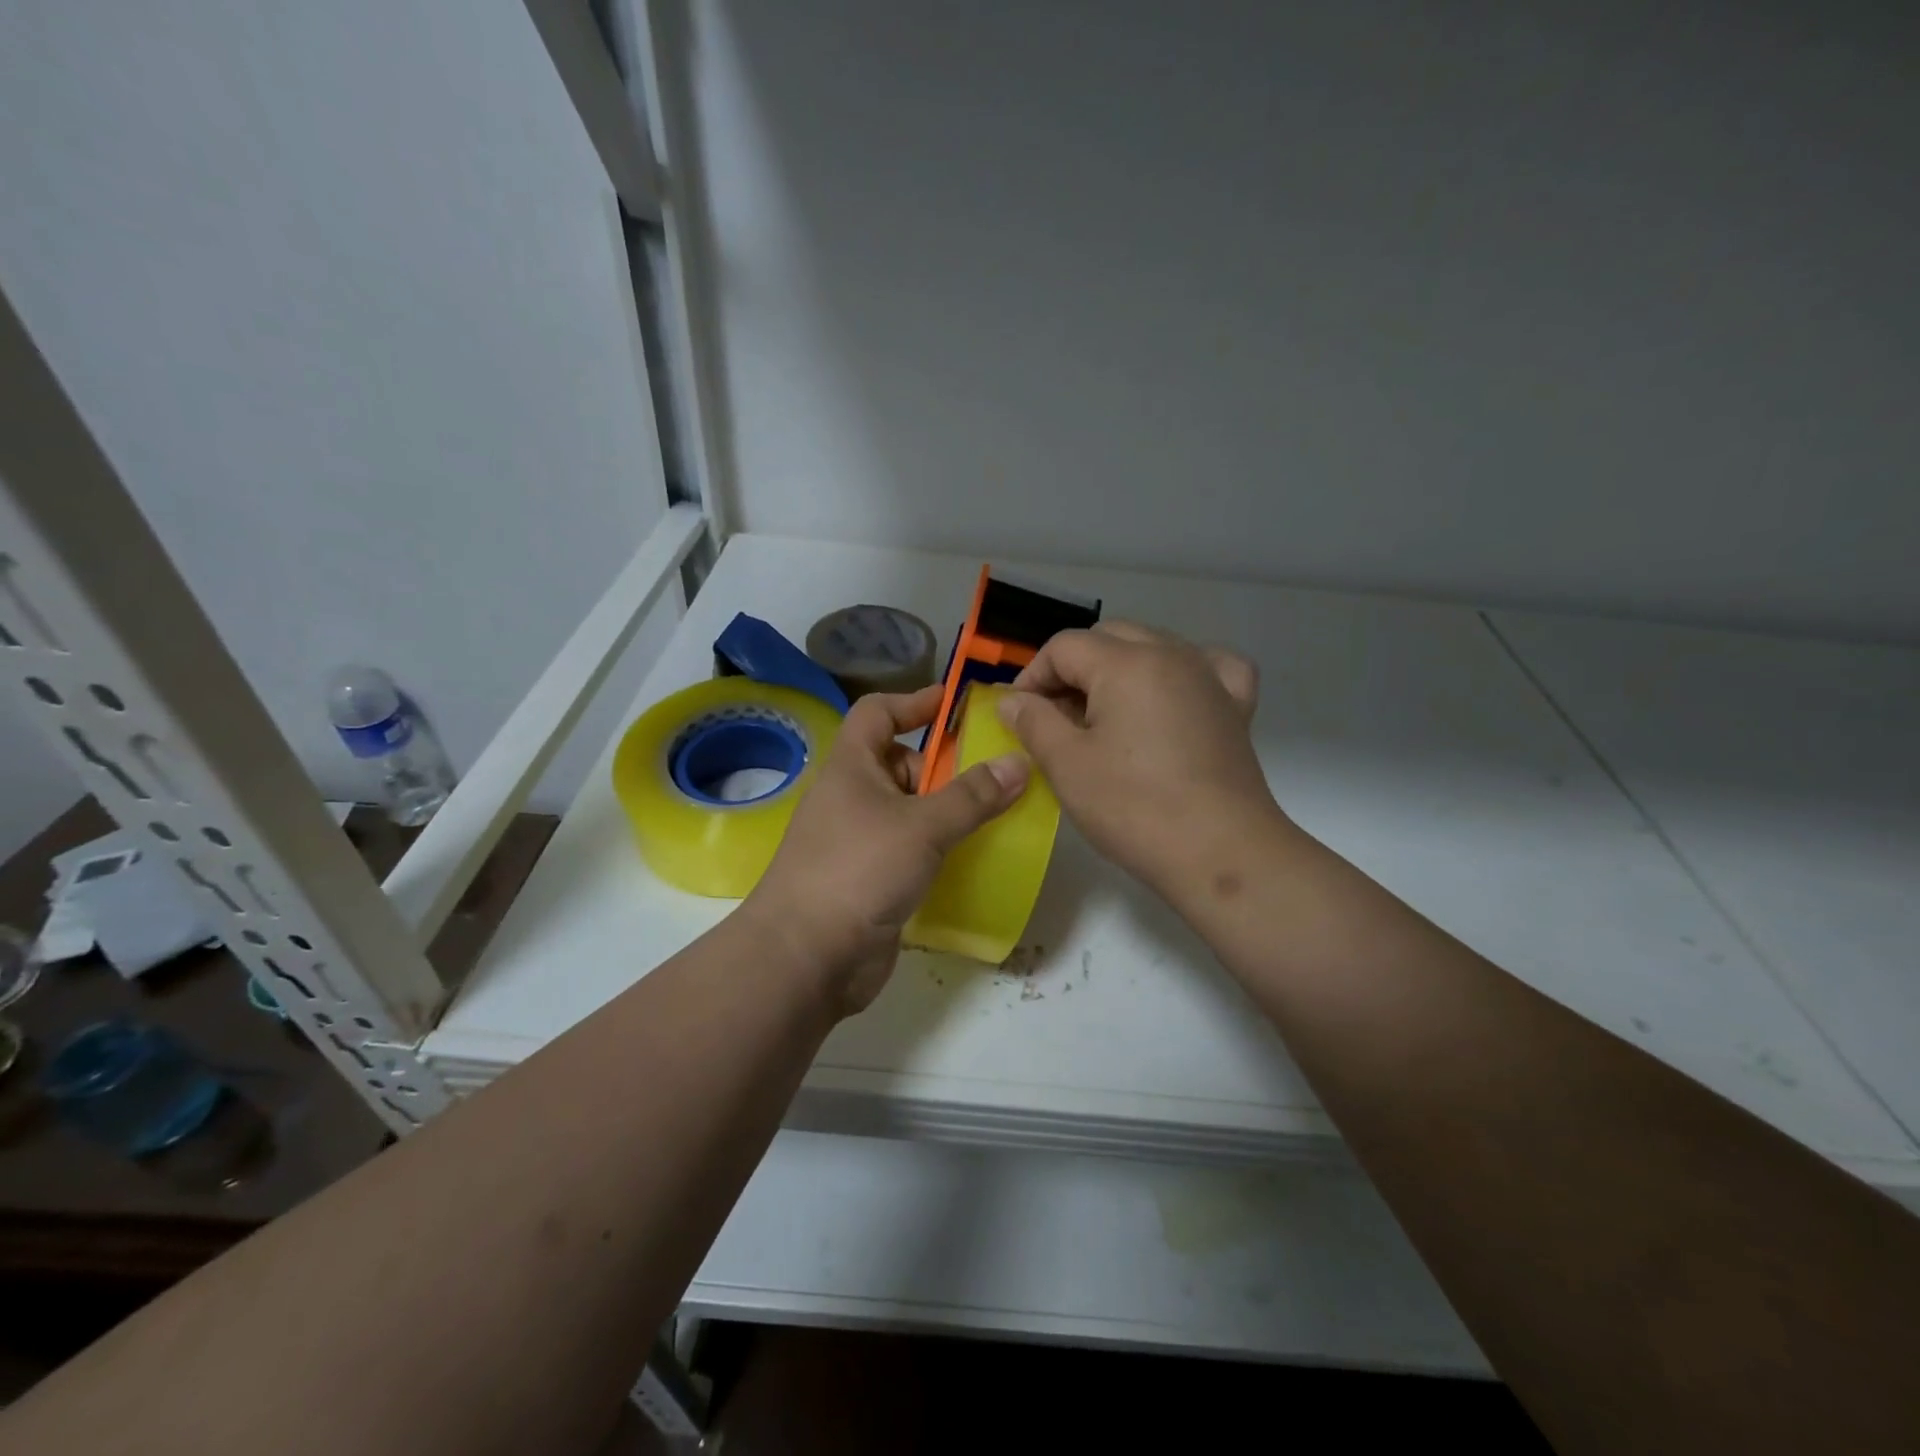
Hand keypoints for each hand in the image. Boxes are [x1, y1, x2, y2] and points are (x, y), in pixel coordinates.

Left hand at [743, 684, 1028, 1015]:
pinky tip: (970, 859)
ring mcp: (857, 841)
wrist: (807, 956)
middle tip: (989, 779)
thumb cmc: (859, 869)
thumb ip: (973, 795)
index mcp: (851, 767)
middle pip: (899, 763)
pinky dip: (936, 848)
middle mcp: (851, 797)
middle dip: (941, 768)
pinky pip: (909, 850)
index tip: (954, 705)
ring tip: (993, 817)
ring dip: (944, 812)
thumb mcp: (923, 825)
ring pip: (907, 811)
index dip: (914, 702)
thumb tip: (1019, 763)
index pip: (878, 712)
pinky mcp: (868, 879)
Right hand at [997, 621, 1281, 896]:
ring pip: (1153, 646)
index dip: (1033, 675)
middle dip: (1073, 669)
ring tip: (1105, 714)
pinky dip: (1181, 673)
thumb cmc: (1135, 808)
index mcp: (1127, 663)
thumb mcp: (1067, 765)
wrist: (1222, 853)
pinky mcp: (1235, 707)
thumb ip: (1034, 722)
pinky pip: (1206, 667)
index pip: (1065, 646)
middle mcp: (1172, 654)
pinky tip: (1172, 696)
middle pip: (1108, 637)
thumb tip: (1012, 701)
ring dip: (1119, 668)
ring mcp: (1209, 677)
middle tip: (1056, 717)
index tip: (1020, 715)